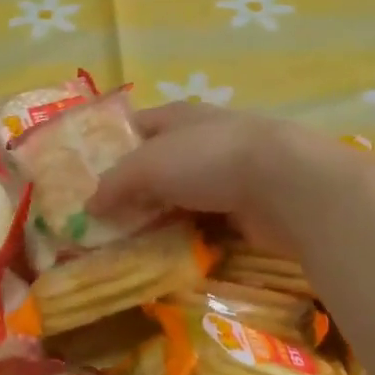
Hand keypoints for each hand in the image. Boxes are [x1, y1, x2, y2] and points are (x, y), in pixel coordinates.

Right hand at [89, 103, 370, 254]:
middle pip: (158, 166)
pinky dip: (190, 239)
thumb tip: (88, 206)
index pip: (136, 126)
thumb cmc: (210, 159)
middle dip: (133, 191)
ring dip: (161, 220)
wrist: (288, 186)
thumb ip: (115, 183)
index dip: (111, 146)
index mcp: (179, 117)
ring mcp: (228, 176)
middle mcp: (203, 142)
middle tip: (102, 223)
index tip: (85, 176)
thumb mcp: (148, 165)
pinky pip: (208, 226)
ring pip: (183, 199)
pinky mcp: (248, 210)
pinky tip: (170, 258)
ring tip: (129, 247)